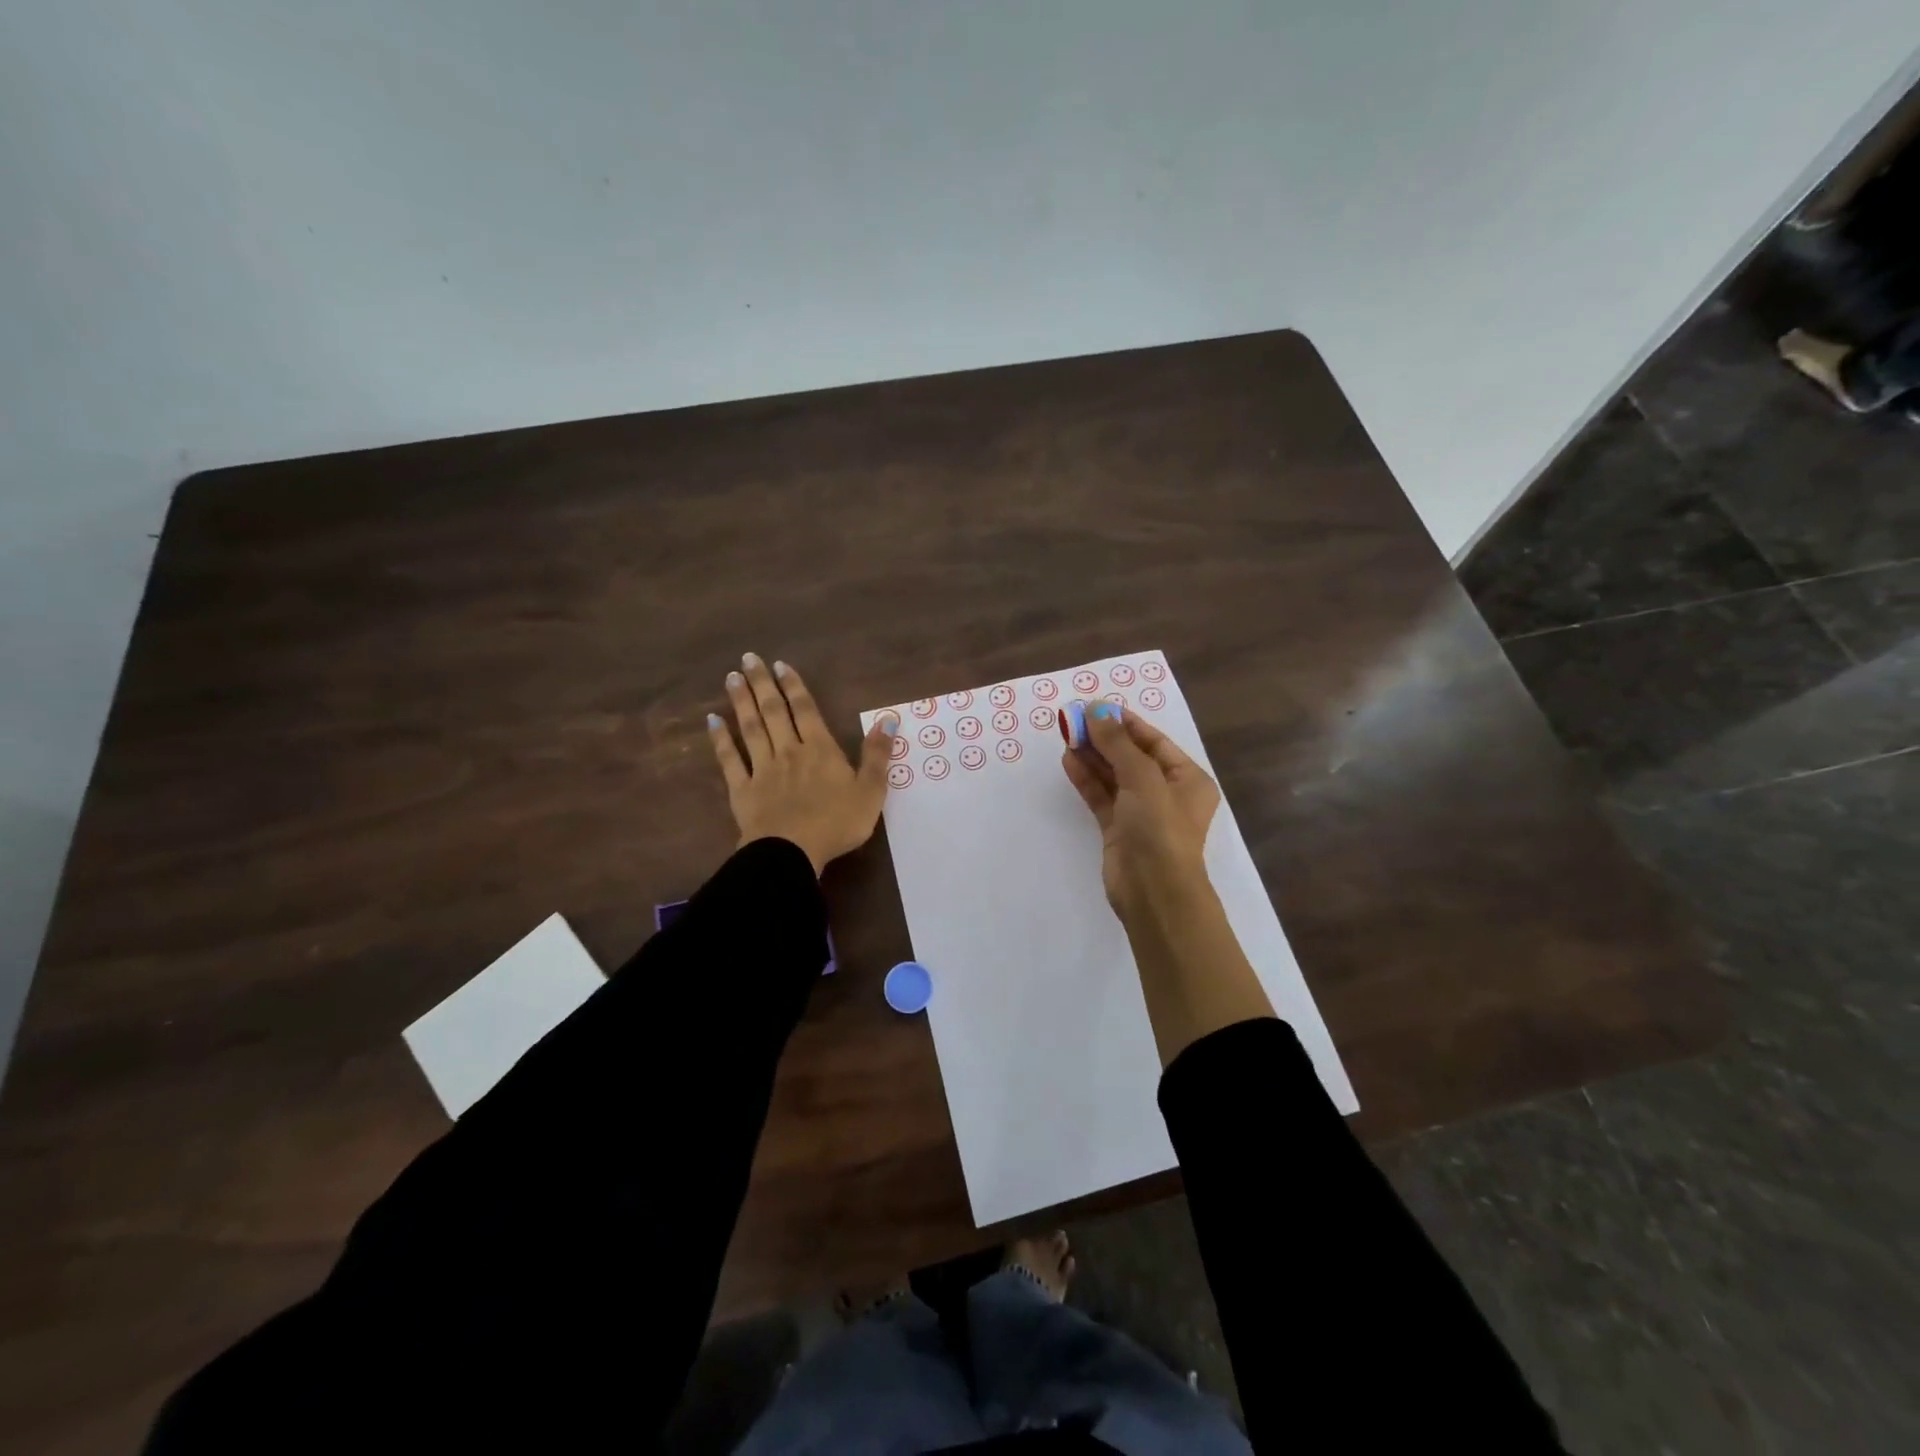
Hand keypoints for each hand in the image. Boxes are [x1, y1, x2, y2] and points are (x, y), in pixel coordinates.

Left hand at [707, 654, 895, 873]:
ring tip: (731, 678)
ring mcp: (763, 770)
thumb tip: (889, 720)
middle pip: (774, 712)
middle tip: (748, 658)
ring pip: (751, 728)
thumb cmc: (837, 823)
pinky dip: (720, 739)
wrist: (792, 851)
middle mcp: (789, 751)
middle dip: (762, 684)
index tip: (779, 664)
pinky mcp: (742, 790)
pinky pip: (729, 760)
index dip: (793, 686)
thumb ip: (877, 755)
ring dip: (741, 702)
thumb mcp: (870, 791)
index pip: (806, 710)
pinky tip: (712, 721)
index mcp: (820, 750)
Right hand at [1061, 703, 1220, 917]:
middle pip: (1131, 757)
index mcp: (1187, 779)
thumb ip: (1118, 744)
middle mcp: (1166, 793)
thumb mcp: (1143, 778)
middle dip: (1104, 738)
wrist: (1154, 892)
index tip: (1095, 707)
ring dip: (1092, 756)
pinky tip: (1068, 761)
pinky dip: (1086, 780)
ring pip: (1113, 776)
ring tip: (1066, 735)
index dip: (1125, 723)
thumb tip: (1096, 711)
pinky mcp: (1118, 829)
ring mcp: (1141, 812)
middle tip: (1074, 720)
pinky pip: (1101, 797)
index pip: (1154, 742)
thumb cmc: (1160, 829)